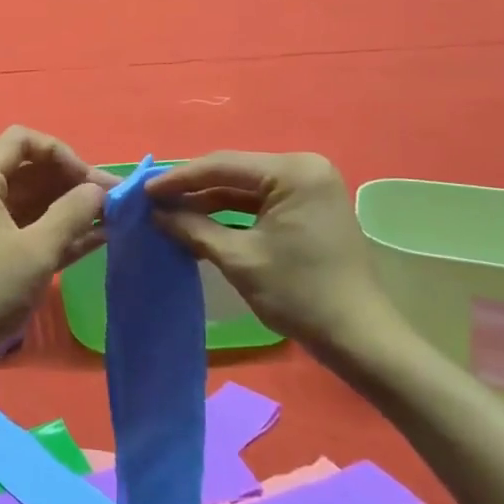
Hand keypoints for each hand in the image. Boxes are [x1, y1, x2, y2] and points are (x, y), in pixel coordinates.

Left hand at [0, 127, 113, 391]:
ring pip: (37, 201)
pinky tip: (100, 239)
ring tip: (116, 218)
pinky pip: (34, 230)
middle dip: (73, 181)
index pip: (23, 140)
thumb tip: (99, 189)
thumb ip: (72, 212)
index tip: (88, 180)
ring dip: (73, 207)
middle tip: (116, 201)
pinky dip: (63, 231)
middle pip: (32, 170)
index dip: (60, 153)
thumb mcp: (36, 249)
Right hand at [146, 151, 407, 368]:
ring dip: (209, 200)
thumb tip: (156, 214)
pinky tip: (200, 221)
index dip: (179, 179)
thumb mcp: (239, 259)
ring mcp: (310, 187)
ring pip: (245, 187)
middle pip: (234, 172)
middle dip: (193, 188)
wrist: (359, 338)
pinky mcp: (310, 207)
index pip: (223, 166)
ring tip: (169, 211)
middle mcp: (305, 168)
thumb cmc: (299, 294)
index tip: (144, 191)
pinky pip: (261, 201)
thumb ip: (193, 228)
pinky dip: (231, 212)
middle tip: (153, 200)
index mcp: (293, 172)